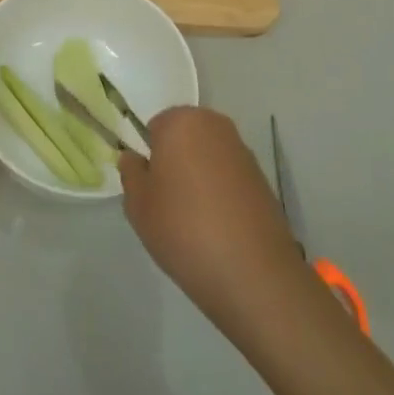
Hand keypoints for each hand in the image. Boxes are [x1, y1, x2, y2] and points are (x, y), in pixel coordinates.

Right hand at [120, 107, 314, 335]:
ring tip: (194, 219)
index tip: (150, 187)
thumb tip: (135, 158)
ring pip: (208, 157)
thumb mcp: (138, 205)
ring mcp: (243, 152)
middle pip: (185, 137)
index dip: (150, 155)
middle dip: (175, 161)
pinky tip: (218, 227)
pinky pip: (229, 176)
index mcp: (182, 122)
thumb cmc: (183, 228)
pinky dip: (221, 192)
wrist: (252, 272)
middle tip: (168, 202)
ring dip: (199, 176)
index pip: (156, 126)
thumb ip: (131, 173)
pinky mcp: (262, 178)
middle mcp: (216, 126)